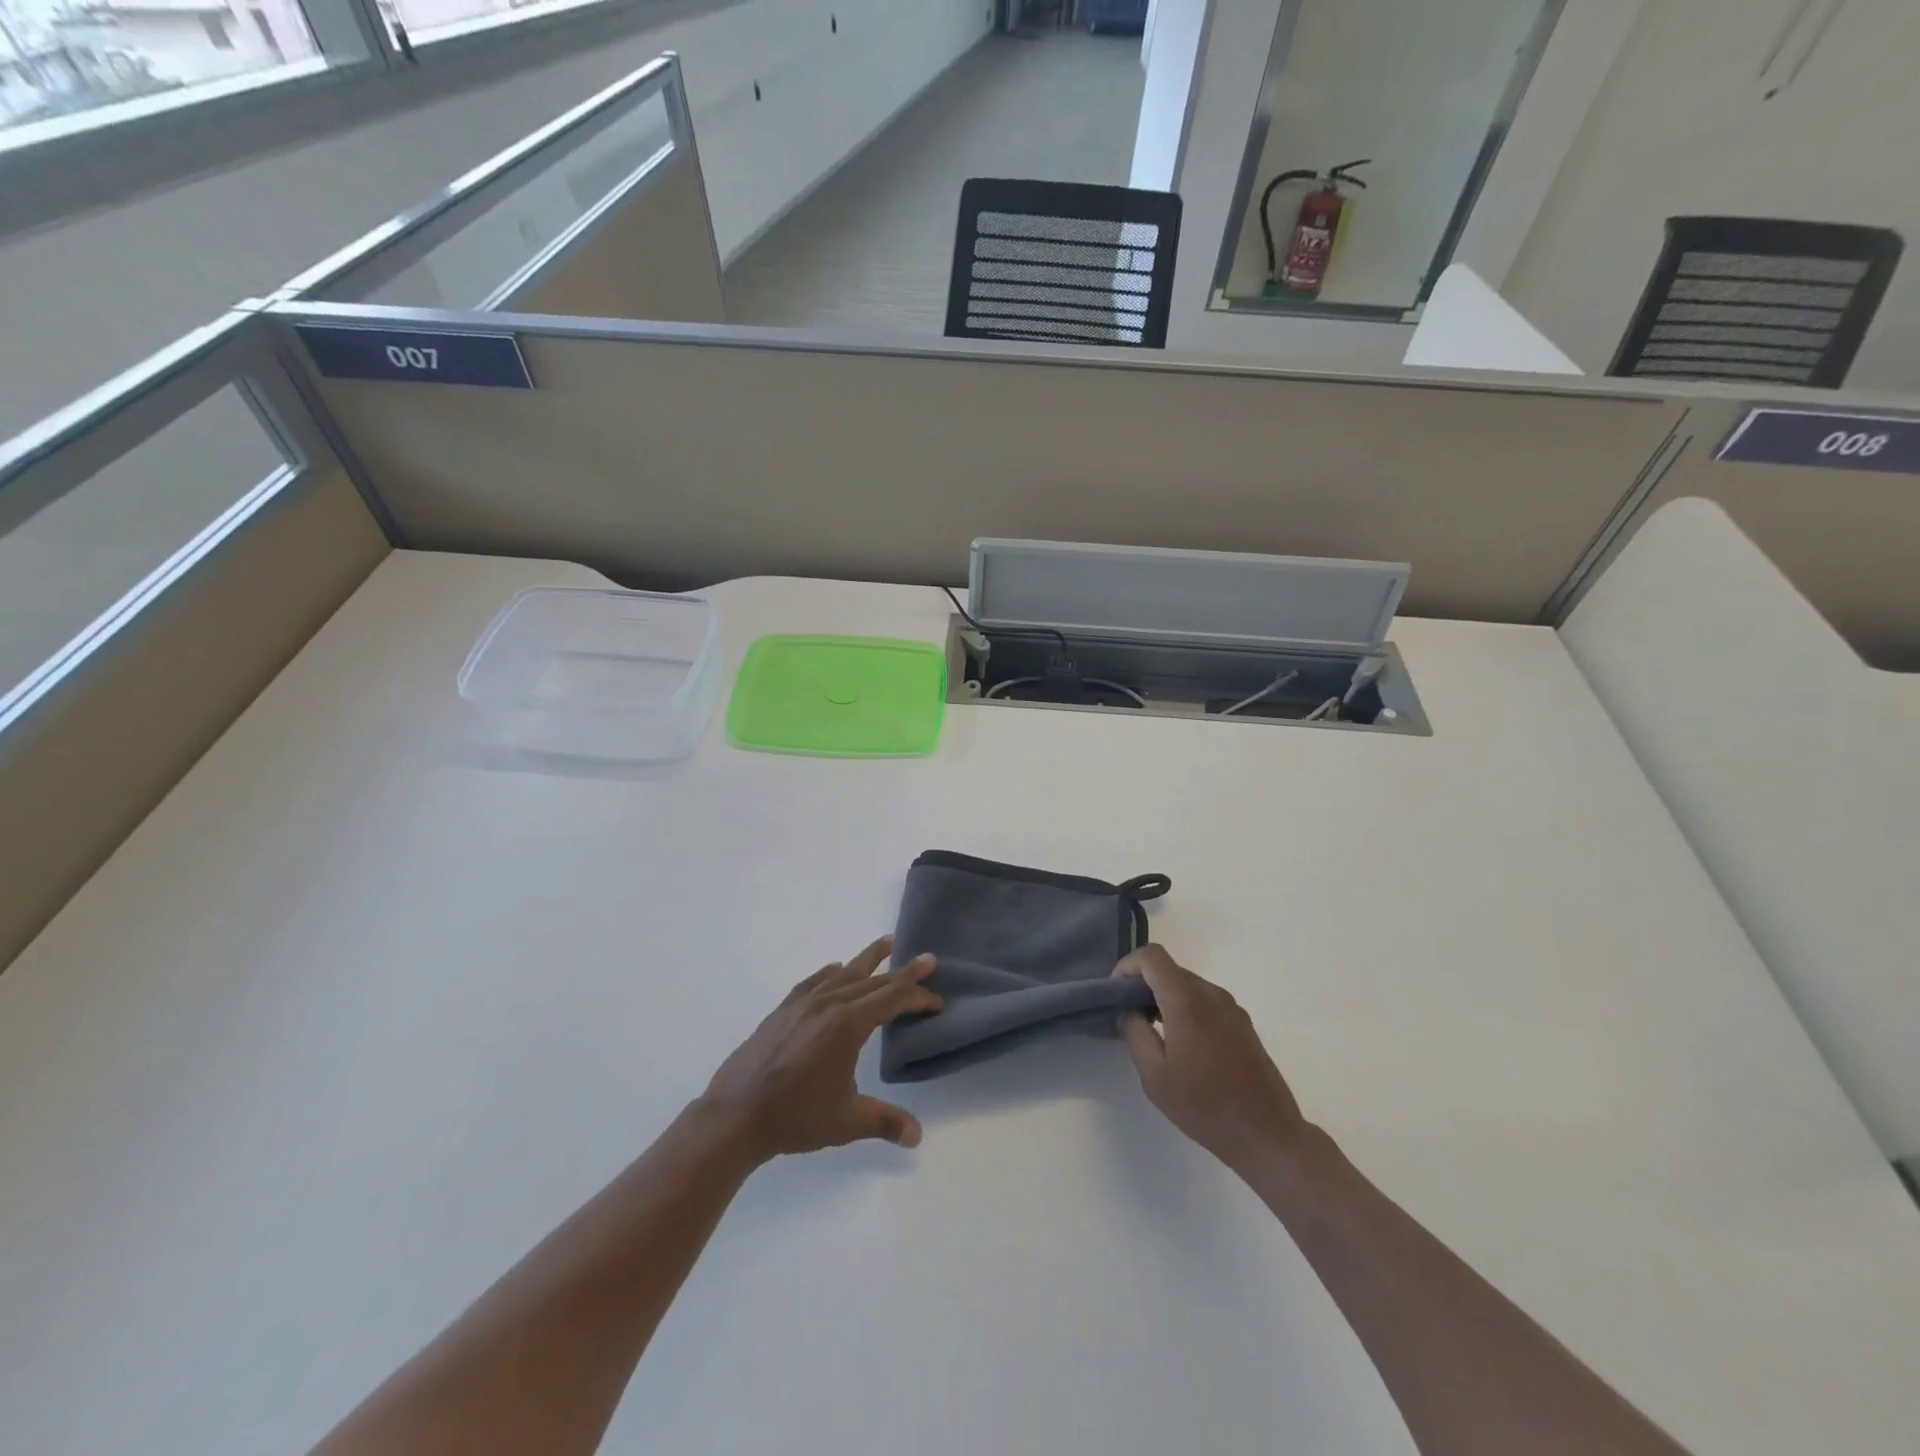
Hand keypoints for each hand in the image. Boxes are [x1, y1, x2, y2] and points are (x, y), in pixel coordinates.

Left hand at [701, 935, 939, 1159]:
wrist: (736, 1114)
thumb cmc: (795, 1116)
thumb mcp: (846, 1121)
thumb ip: (885, 1121)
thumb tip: (917, 1135)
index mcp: (848, 1025)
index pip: (892, 1000)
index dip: (917, 997)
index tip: (937, 999)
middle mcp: (829, 1004)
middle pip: (873, 981)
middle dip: (903, 971)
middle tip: (926, 958)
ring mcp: (803, 1003)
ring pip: (844, 973)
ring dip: (869, 959)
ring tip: (887, 942)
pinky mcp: (783, 1010)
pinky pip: (814, 981)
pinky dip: (831, 972)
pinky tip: (836, 970)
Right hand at [1114, 945, 1304, 1172]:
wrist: (1268, 1134)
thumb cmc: (1205, 1106)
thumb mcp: (1155, 1075)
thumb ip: (1135, 1033)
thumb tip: (1128, 1010)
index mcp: (1187, 1001)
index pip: (1152, 957)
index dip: (1128, 965)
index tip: (1116, 993)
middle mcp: (1211, 994)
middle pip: (1170, 969)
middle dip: (1143, 984)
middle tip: (1129, 1015)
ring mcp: (1231, 1007)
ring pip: (1188, 985)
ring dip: (1165, 997)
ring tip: (1153, 1032)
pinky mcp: (1243, 1023)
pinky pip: (1205, 1001)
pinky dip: (1185, 1008)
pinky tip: (1183, 1044)